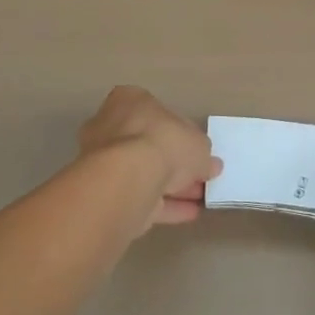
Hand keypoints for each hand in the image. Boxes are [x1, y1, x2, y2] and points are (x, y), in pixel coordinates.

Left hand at [78, 86, 222, 226]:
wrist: (125, 180)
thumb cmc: (162, 141)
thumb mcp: (198, 143)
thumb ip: (203, 153)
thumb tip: (210, 165)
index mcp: (130, 101)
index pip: (158, 114)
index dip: (181, 133)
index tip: (197, 149)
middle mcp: (111, 127)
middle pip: (149, 145)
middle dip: (175, 163)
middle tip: (201, 177)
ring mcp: (104, 162)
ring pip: (144, 173)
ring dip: (172, 186)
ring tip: (200, 198)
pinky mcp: (105, 194)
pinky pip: (140, 196)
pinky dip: (164, 205)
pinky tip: (188, 213)